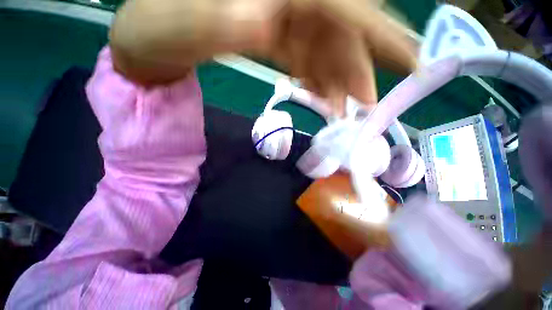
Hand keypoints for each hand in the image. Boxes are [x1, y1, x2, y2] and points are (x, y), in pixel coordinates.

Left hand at [111, 0, 417, 114]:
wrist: (146, 41)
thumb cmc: (158, 23)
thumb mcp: (203, 19)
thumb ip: (254, 24)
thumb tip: (302, 35)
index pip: (347, 5)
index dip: (383, 34)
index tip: (414, 62)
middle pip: (342, 33)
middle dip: (358, 74)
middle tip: (369, 111)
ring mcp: (281, 14)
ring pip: (326, 51)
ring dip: (338, 86)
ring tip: (345, 116)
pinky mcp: (271, 36)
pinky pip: (306, 61)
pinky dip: (318, 83)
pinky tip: (322, 102)